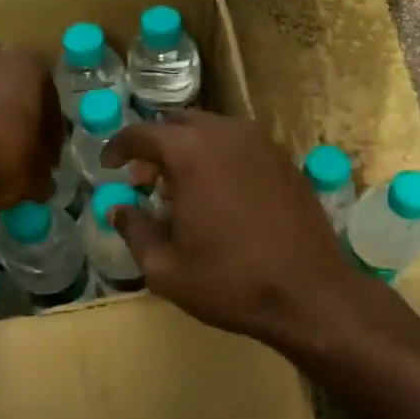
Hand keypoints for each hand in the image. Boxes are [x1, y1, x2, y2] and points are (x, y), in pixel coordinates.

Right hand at [102, 111, 376, 348]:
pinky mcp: (286, 162)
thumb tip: (119, 209)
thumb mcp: (166, 268)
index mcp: (192, 152)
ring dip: (189, 151)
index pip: (143, 133)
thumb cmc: (230, 281)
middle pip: (180, 124)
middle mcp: (227, 134)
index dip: (119, 148)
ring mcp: (262, 144)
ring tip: (181, 190)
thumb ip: (135, 230)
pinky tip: (220, 196)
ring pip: (213, 132)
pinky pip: (241, 146)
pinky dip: (220, 159)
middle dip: (156, 147)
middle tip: (145, 180)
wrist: (310, 294)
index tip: (109, 166)